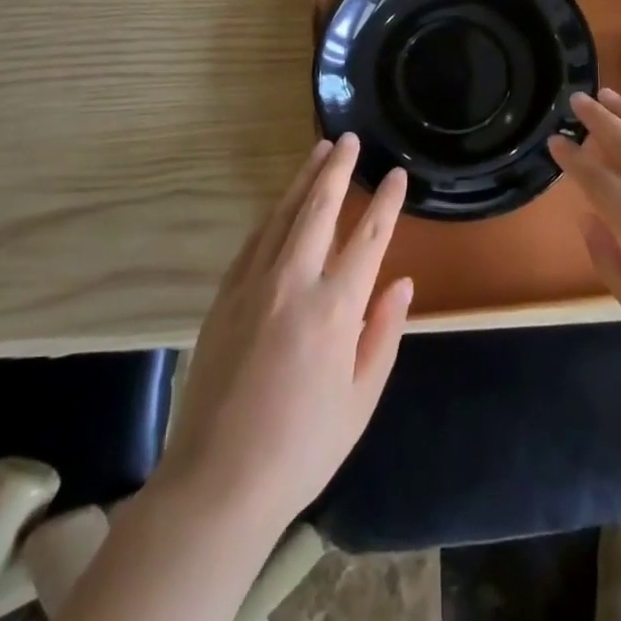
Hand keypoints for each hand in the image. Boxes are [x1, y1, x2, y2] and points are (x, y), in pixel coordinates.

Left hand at [155, 134, 411, 533]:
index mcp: (335, 309)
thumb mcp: (360, 400)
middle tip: (348, 139)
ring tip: (318, 150)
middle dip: (337, 169)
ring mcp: (254, 284)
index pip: (369, 237)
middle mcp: (294, 282)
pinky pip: (254, 240)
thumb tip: (402, 283)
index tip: (396, 174)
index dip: (386, 202)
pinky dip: (273, 214)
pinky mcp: (226, 295)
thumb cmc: (302, 447)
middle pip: (320, 208)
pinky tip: (282, 203)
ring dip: (303, 179)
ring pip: (283, 214)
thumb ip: (383, 334)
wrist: (218, 481)